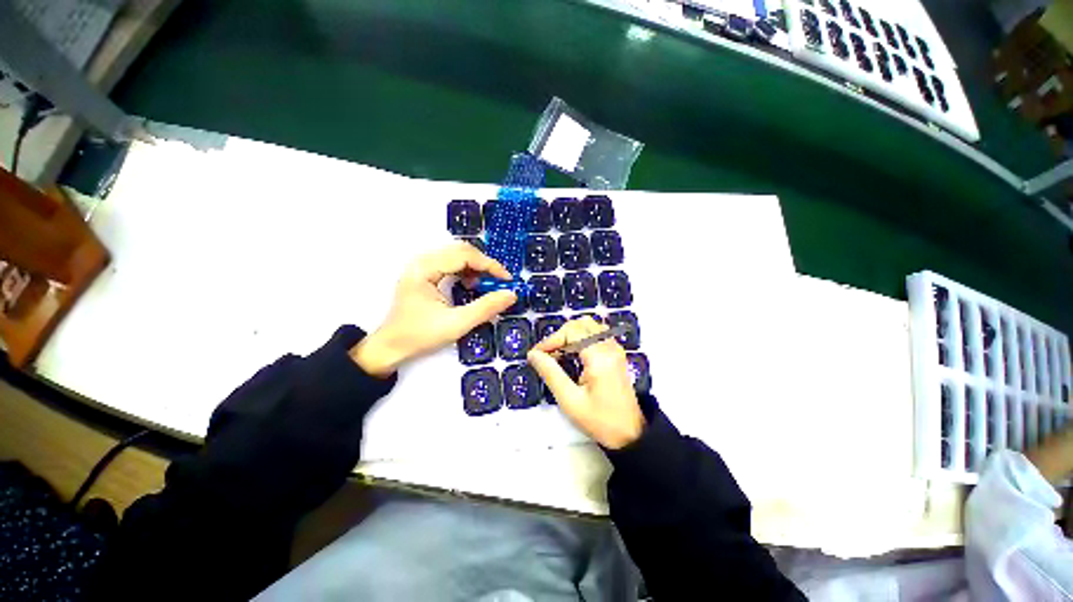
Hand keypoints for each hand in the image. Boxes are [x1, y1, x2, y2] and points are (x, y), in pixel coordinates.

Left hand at [350, 242, 516, 376]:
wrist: (391, 347)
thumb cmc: (420, 336)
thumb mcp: (457, 324)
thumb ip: (485, 308)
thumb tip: (511, 294)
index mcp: (425, 269)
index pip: (464, 255)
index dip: (489, 265)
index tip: (507, 280)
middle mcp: (422, 261)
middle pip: (461, 250)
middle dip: (484, 265)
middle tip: (498, 282)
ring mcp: (422, 266)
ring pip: (457, 255)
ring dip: (476, 267)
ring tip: (485, 285)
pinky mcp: (424, 273)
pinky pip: (451, 263)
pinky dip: (466, 271)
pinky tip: (470, 285)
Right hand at [527, 317, 644, 448]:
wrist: (630, 434)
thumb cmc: (600, 421)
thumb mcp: (570, 400)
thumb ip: (550, 373)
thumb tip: (533, 354)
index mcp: (600, 356)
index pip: (571, 332)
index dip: (551, 340)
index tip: (536, 355)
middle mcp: (610, 346)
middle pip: (580, 324)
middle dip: (560, 336)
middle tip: (547, 355)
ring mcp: (615, 348)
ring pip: (588, 326)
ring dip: (570, 336)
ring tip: (558, 355)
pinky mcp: (615, 353)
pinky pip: (595, 334)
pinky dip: (580, 339)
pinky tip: (572, 355)